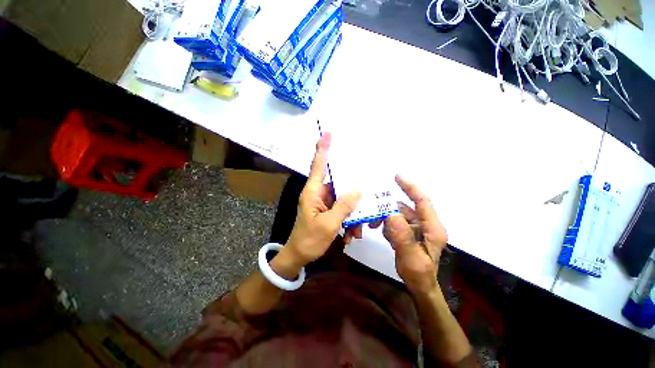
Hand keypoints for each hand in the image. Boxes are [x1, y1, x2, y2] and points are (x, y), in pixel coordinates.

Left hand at [284, 133, 361, 266]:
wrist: (299, 256)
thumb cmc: (309, 240)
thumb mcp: (328, 224)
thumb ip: (343, 206)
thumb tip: (357, 190)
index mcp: (313, 192)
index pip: (319, 165)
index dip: (323, 149)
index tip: (327, 133)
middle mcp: (318, 193)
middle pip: (338, 183)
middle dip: (351, 194)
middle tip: (363, 200)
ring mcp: (323, 202)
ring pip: (343, 199)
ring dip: (352, 213)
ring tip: (355, 231)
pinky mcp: (327, 211)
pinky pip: (342, 209)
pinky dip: (349, 220)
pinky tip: (350, 234)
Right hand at [373, 175, 447, 294]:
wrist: (420, 287)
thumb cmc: (419, 275)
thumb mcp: (411, 258)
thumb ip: (402, 236)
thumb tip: (391, 213)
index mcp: (433, 228)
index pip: (422, 201)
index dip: (410, 187)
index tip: (397, 176)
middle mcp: (426, 225)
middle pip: (406, 208)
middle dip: (389, 208)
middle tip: (373, 211)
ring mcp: (418, 228)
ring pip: (399, 215)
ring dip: (386, 218)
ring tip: (374, 226)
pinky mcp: (410, 232)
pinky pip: (396, 222)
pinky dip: (387, 224)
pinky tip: (383, 233)